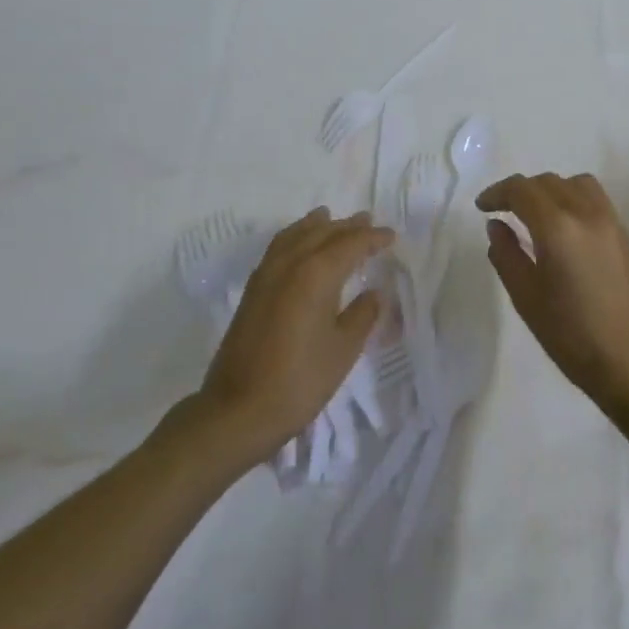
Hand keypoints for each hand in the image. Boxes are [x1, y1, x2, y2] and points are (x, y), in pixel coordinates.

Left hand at [197, 208, 390, 465]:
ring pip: (295, 236)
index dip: (372, 238)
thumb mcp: (343, 350)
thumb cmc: (299, 381)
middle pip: (322, 234)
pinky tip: (298, 247)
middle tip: (367, 221)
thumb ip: (362, 316)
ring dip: (316, 226)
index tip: (390, 236)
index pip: (350, 244)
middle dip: (346, 227)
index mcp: (316, 274)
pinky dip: (294, 238)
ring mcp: (266, 276)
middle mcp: (290, 265)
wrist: (238, 411)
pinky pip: (278, 249)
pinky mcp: (252, 292)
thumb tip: (374, 293)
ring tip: (329, 218)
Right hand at [475, 173, 628, 416]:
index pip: (522, 190)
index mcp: (558, 227)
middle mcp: (588, 214)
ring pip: (579, 185)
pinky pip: (599, 204)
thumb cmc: (570, 335)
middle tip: (505, 211)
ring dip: (553, 190)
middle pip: (550, 182)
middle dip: (523, 191)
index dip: (498, 192)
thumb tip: (497, 226)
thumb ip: (506, 254)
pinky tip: (570, 234)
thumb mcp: (525, 297)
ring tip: (540, 215)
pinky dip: (576, 204)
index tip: (483, 207)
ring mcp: (614, 223)